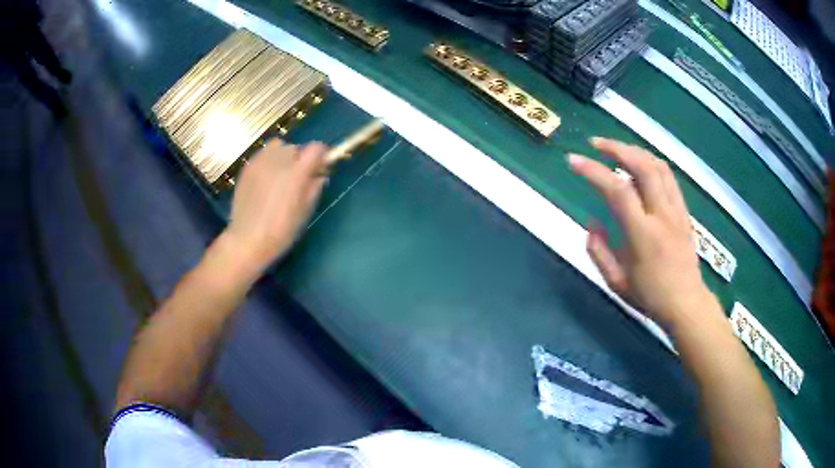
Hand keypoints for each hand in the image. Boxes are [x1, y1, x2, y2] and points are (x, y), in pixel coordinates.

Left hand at [224, 140, 327, 274]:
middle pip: (296, 148)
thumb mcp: (304, 212)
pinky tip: (266, 177)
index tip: (321, 165)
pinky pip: (262, 154)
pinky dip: (268, 159)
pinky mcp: (248, 168)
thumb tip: (320, 175)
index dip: (321, 155)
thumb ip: (313, 189)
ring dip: (283, 155)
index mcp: (297, 173)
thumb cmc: (280, 231)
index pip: (315, 149)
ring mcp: (260, 163)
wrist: (247, 240)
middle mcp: (279, 162)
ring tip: (281, 172)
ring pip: (278, 146)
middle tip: (300, 175)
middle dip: (301, 158)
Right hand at [569, 137, 710, 325]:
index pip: (618, 191)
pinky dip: (651, 162)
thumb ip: (599, 250)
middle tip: (595, 144)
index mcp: (643, 235)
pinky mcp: (684, 211)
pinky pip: (668, 176)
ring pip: (658, 166)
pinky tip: (639, 164)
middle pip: (642, 166)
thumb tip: (591, 221)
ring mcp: (676, 210)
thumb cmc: (649, 297)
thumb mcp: (616, 282)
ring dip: (634, 151)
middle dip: (616, 148)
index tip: (573, 161)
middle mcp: (662, 215)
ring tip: (616, 149)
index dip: (593, 171)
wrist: (686, 304)